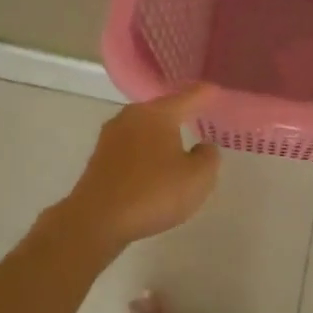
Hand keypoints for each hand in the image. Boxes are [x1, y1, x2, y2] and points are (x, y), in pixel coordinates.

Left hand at [59, 85, 220, 248]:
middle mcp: (132, 116)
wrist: (95, 220)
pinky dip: (145, 152)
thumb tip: (202, 146)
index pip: (189, 96)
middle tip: (201, 119)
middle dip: (182, 113)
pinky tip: (153, 167)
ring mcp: (112, 135)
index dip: (207, 94)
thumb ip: (208, 157)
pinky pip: (132, 147)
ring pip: (145, 128)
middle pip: (164, 109)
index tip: (217, 91)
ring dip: (161, 135)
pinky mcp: (99, 157)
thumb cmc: (153, 193)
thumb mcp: (197, 179)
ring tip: (178, 144)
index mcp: (158, 113)